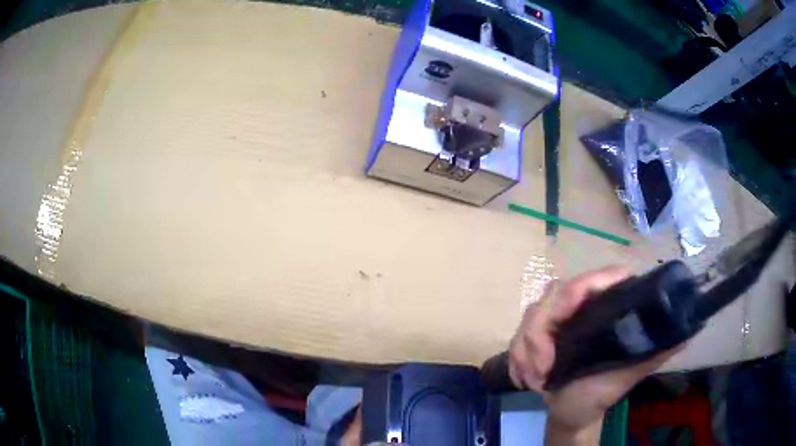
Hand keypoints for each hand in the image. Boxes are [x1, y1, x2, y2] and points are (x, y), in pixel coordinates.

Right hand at [508, 266, 681, 444]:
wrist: (569, 415)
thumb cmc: (599, 396)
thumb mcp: (627, 376)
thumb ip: (655, 352)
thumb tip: (690, 329)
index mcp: (606, 311)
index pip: (596, 278)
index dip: (580, 288)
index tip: (566, 319)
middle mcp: (581, 309)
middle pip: (553, 295)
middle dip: (540, 335)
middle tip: (544, 370)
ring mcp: (556, 321)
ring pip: (530, 314)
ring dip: (526, 351)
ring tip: (535, 381)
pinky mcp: (536, 335)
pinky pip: (516, 334)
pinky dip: (516, 357)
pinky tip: (523, 379)